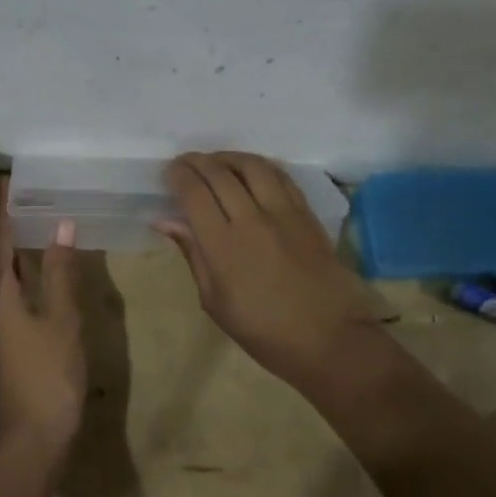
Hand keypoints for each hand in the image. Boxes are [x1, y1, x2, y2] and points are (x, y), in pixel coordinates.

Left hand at [0, 183, 86, 456]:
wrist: (34, 437)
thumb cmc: (47, 374)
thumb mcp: (61, 320)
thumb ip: (62, 273)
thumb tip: (62, 224)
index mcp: (2, 292)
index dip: (3, 208)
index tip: (11, 178)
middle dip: (9, 220)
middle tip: (30, 190)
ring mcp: (5, 320)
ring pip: (8, 270)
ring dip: (18, 241)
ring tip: (38, 216)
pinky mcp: (17, 335)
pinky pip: (19, 287)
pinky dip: (29, 267)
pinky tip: (45, 266)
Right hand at [158, 152, 384, 389]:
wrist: (329, 339)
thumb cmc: (263, 331)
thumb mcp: (215, 302)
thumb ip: (193, 254)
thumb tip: (166, 221)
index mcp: (223, 245)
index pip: (195, 193)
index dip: (178, 175)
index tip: (169, 172)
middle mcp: (252, 219)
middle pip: (220, 173)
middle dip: (197, 162)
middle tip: (185, 163)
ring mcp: (284, 213)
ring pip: (252, 166)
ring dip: (228, 157)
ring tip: (216, 161)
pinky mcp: (307, 214)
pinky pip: (281, 176)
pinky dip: (260, 166)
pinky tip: (250, 171)